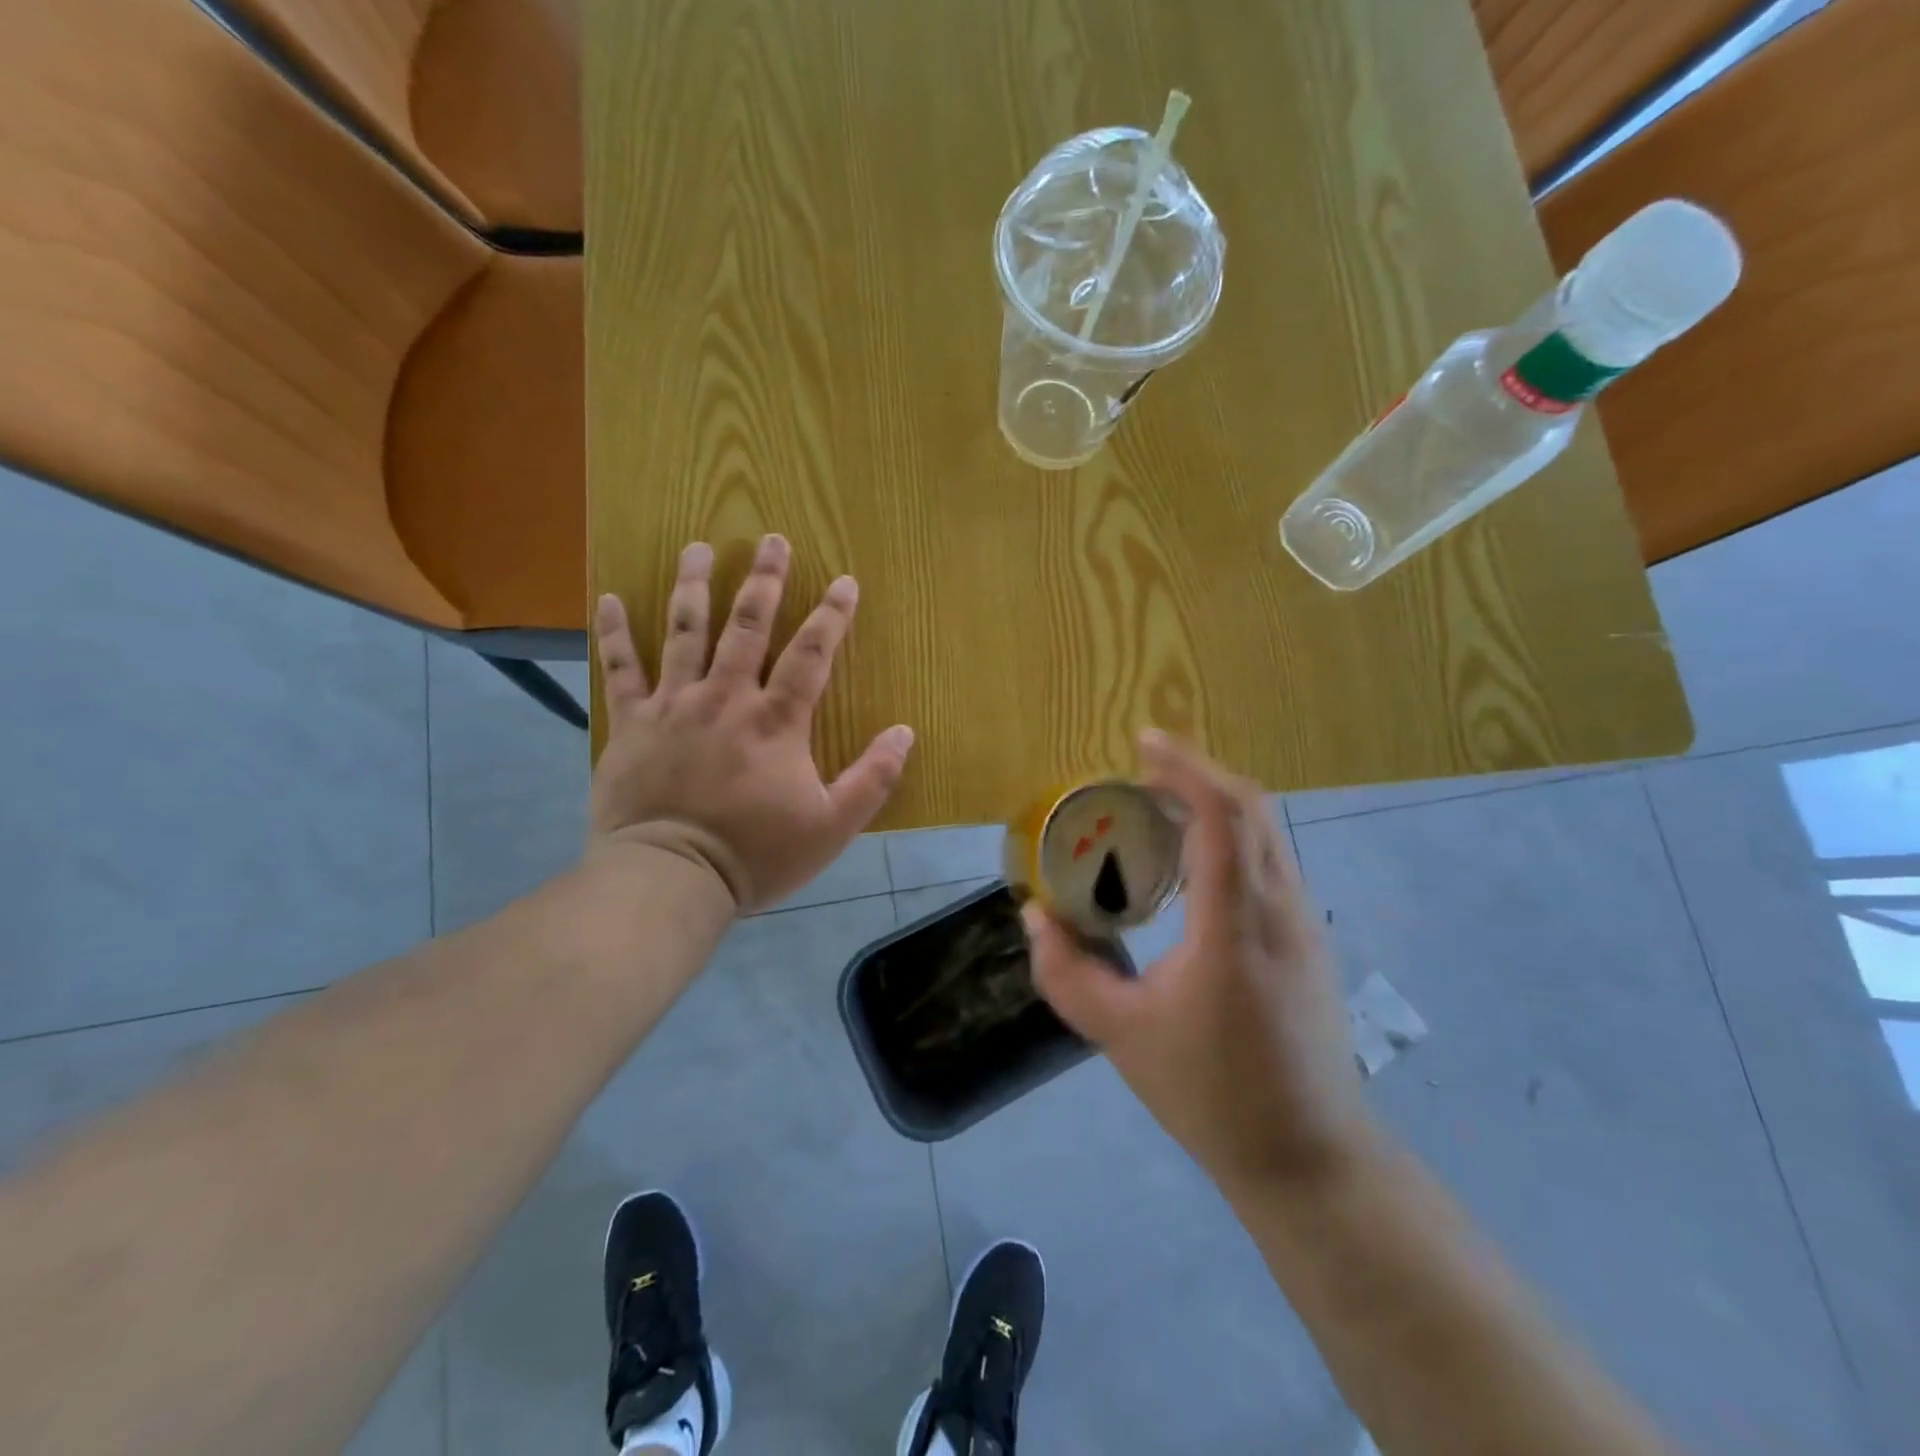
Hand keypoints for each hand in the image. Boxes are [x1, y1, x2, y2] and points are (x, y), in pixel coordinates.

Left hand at [589, 535, 914, 911]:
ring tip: (698, 546)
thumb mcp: (832, 825)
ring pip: (684, 632)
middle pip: (748, 625)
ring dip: (694, 585)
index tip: (844, 580)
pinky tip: (610, 597)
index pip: (812, 653)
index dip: (832, 614)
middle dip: (764, 580)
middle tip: (771, 539)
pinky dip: (615, 632)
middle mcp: (727, 698)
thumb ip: (873, 777)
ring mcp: (674, 705)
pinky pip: (620, 669)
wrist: (672, 878)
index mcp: (777, 720)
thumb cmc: (757, 853)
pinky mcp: (632, 724)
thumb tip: (905, 732)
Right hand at [1024, 731, 1373, 1191]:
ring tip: (1161, 806)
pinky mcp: (1310, 939)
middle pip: (1251, 807)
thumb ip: (1065, 973)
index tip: (1142, 743)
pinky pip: (1271, 859)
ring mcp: (1304, 922)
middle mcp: (1280, 908)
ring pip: (1267, 831)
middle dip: (1197, 774)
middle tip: (1141, 772)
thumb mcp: (1119, 1034)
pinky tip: (1194, 862)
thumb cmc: (1211, 1093)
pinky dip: (1232, 834)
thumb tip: (1035, 917)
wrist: (1310, 1157)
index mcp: (1234, 924)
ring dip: (1216, 803)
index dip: (1184, 767)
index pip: (1222, 815)